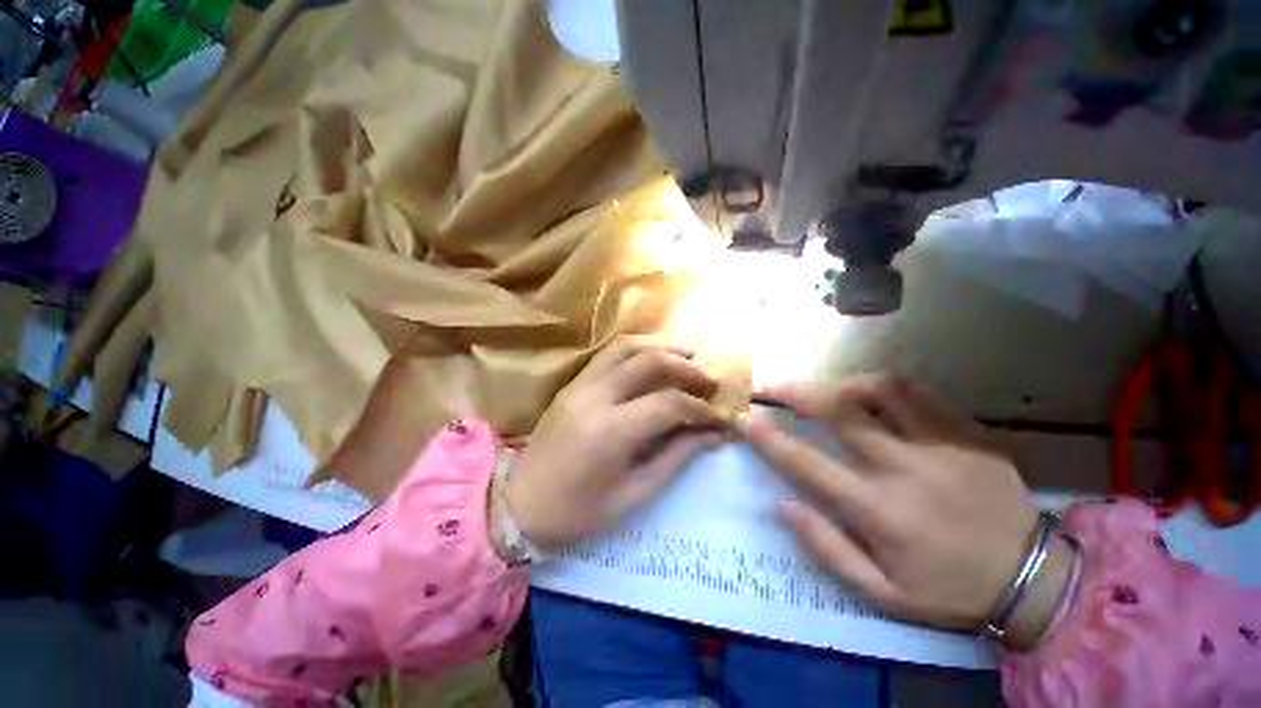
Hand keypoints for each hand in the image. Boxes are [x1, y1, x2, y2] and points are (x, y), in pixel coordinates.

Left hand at [499, 337, 726, 552]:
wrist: (519, 505)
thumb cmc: (578, 512)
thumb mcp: (635, 494)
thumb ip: (676, 457)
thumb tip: (713, 434)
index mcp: (611, 432)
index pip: (669, 403)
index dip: (702, 408)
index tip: (721, 416)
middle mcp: (595, 397)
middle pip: (650, 362)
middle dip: (687, 368)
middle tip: (711, 379)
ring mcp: (580, 385)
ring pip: (627, 347)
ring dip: (662, 347)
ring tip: (688, 357)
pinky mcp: (572, 383)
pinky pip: (609, 353)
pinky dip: (637, 349)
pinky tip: (654, 358)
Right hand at [744, 373, 1073, 646]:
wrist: (1033, 580)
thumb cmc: (948, 590)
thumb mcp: (881, 593)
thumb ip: (827, 548)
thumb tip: (783, 505)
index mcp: (877, 510)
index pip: (807, 463)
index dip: (770, 439)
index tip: (747, 420)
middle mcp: (903, 468)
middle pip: (838, 413)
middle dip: (795, 392)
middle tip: (772, 385)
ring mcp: (939, 445)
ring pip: (880, 391)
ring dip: (841, 384)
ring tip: (828, 391)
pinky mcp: (968, 434)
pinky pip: (920, 392)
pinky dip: (887, 384)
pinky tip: (874, 392)